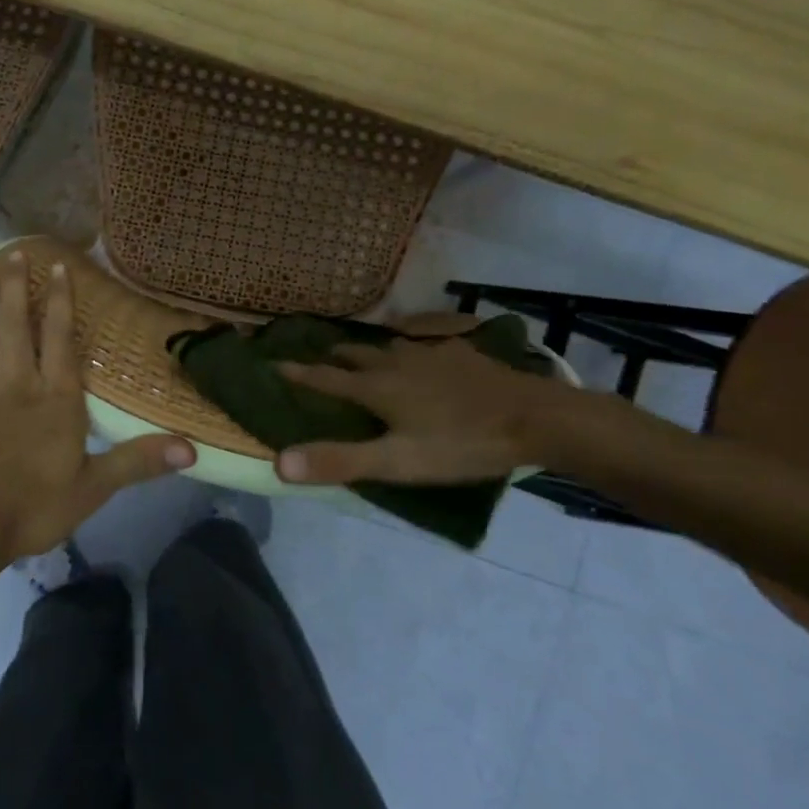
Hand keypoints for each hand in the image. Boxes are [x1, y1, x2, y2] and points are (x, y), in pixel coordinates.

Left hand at [0, 250, 195, 570]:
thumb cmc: (32, 509)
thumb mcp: (94, 488)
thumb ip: (139, 461)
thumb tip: (192, 448)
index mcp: (54, 399)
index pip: (60, 339)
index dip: (60, 301)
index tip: (56, 266)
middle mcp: (15, 385)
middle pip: (15, 326)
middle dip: (14, 286)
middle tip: (12, 250)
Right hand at [275, 337, 574, 486]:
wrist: (534, 418)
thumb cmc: (460, 443)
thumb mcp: (397, 462)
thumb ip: (340, 461)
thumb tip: (279, 462)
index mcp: (377, 388)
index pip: (326, 379)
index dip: (299, 374)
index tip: (274, 363)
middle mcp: (398, 363)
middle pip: (357, 355)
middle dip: (335, 356)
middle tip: (323, 357)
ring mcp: (433, 355)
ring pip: (391, 346)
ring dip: (372, 350)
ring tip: (368, 355)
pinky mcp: (463, 355)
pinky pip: (427, 346)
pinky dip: (413, 351)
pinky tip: (427, 357)